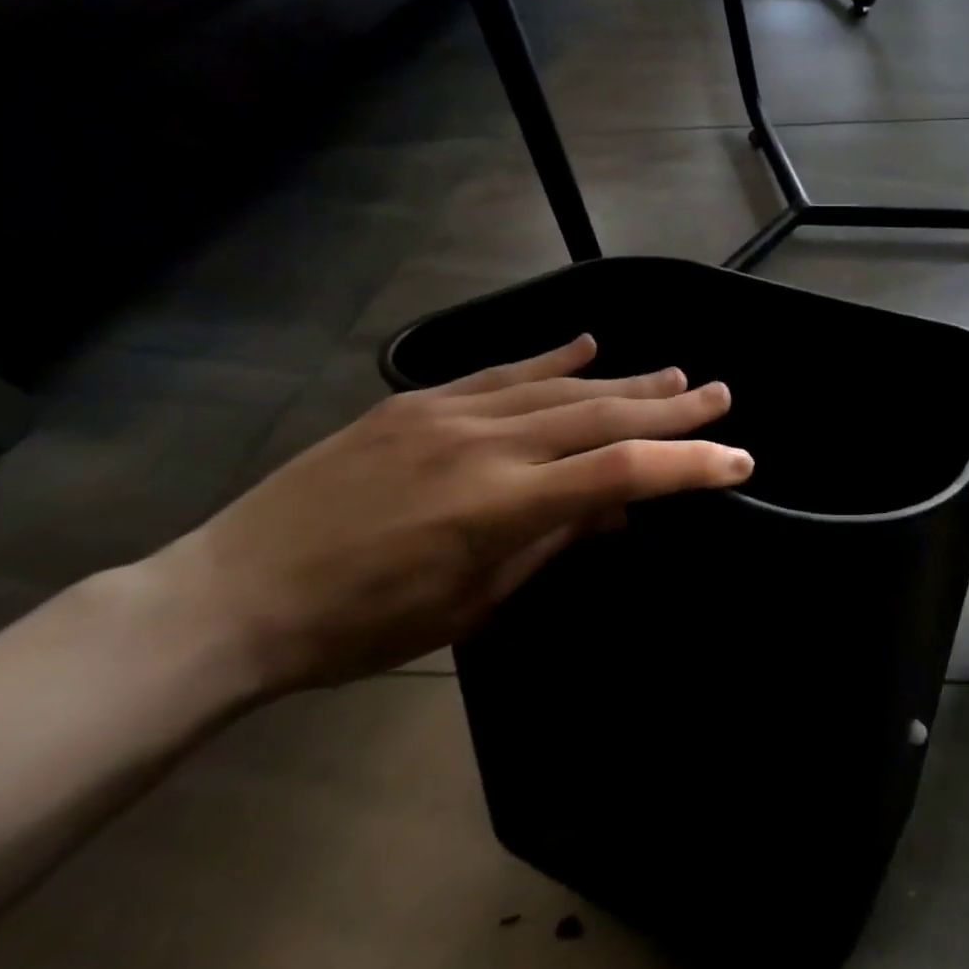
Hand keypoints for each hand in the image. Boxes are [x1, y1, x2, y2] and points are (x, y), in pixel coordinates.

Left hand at [145, 335, 752, 694]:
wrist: (231, 596)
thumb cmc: (361, 626)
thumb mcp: (472, 601)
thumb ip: (553, 542)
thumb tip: (617, 508)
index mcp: (502, 506)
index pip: (623, 473)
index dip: (689, 464)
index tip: (738, 459)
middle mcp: (486, 444)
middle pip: (603, 414)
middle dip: (673, 407)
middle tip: (721, 395)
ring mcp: (449, 412)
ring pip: (561, 386)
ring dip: (626, 379)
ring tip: (676, 374)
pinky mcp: (416, 400)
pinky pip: (502, 370)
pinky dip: (552, 357)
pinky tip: (588, 342)